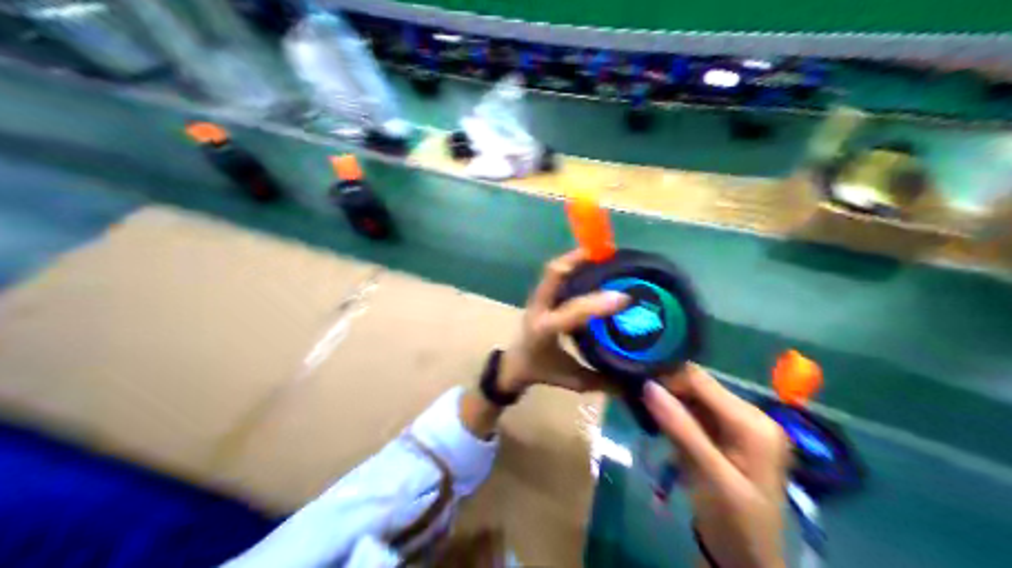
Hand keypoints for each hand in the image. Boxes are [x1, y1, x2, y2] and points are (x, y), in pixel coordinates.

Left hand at [496, 251, 629, 395]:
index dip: (598, 304)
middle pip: (553, 274)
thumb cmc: (540, 371)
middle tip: (608, 253)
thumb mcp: (572, 380)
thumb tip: (634, 384)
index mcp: (545, 330)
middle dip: (578, 260)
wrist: (513, 365)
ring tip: (604, 252)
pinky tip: (593, 264)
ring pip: (554, 270)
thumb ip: (601, 381)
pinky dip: (573, 265)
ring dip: (576, 259)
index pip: (573, 312)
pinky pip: (556, 274)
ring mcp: (538, 298)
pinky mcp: (541, 295)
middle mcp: (539, 308)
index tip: (625, 298)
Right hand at [645, 364, 785, 567]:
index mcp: (753, 422)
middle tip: (637, 404)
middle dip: (668, 393)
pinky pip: (700, 417)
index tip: (635, 388)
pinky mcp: (732, 439)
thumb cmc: (735, 523)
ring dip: (670, 407)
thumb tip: (648, 386)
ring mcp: (742, 427)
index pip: (701, 381)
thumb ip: (681, 429)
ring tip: (645, 416)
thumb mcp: (709, 476)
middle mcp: (752, 416)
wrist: (750, 563)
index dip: (667, 379)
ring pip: (696, 401)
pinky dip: (679, 421)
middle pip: (700, 388)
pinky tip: (663, 430)